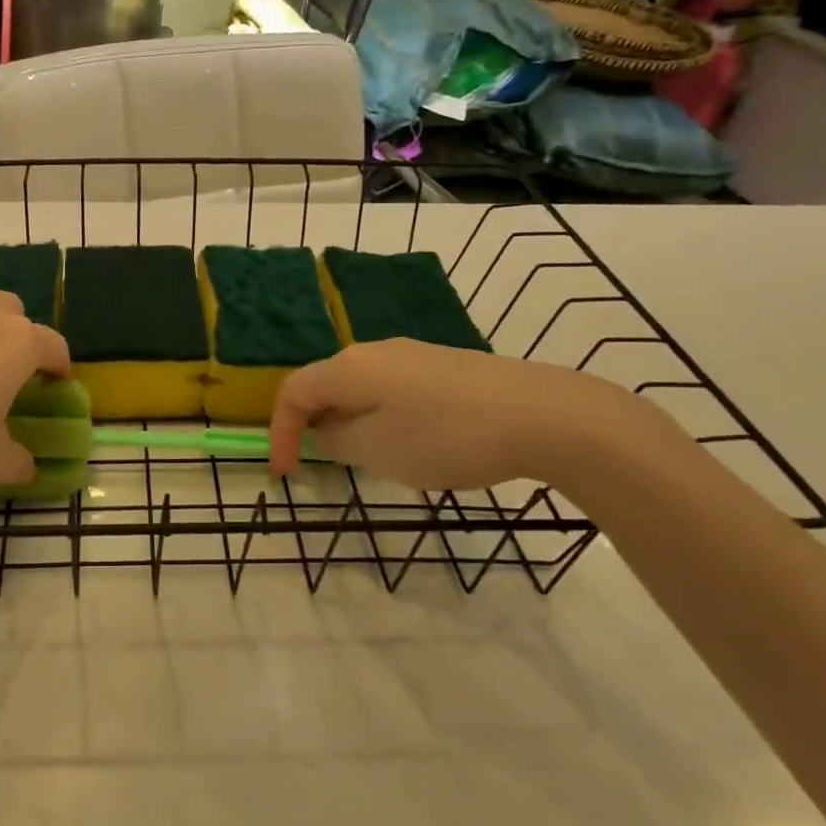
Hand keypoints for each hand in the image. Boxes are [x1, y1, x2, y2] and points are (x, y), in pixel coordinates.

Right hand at [268, 340, 651, 490]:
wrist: (545, 415)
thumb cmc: (446, 436)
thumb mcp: (379, 450)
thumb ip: (338, 441)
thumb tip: (327, 431)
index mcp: (349, 367)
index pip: (293, 392)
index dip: (280, 432)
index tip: (286, 473)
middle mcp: (375, 351)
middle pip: (326, 385)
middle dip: (315, 425)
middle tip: (323, 465)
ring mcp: (414, 355)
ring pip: (363, 388)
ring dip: (352, 422)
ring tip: (370, 460)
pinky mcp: (445, 366)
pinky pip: (395, 390)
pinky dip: (384, 416)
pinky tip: (415, 443)